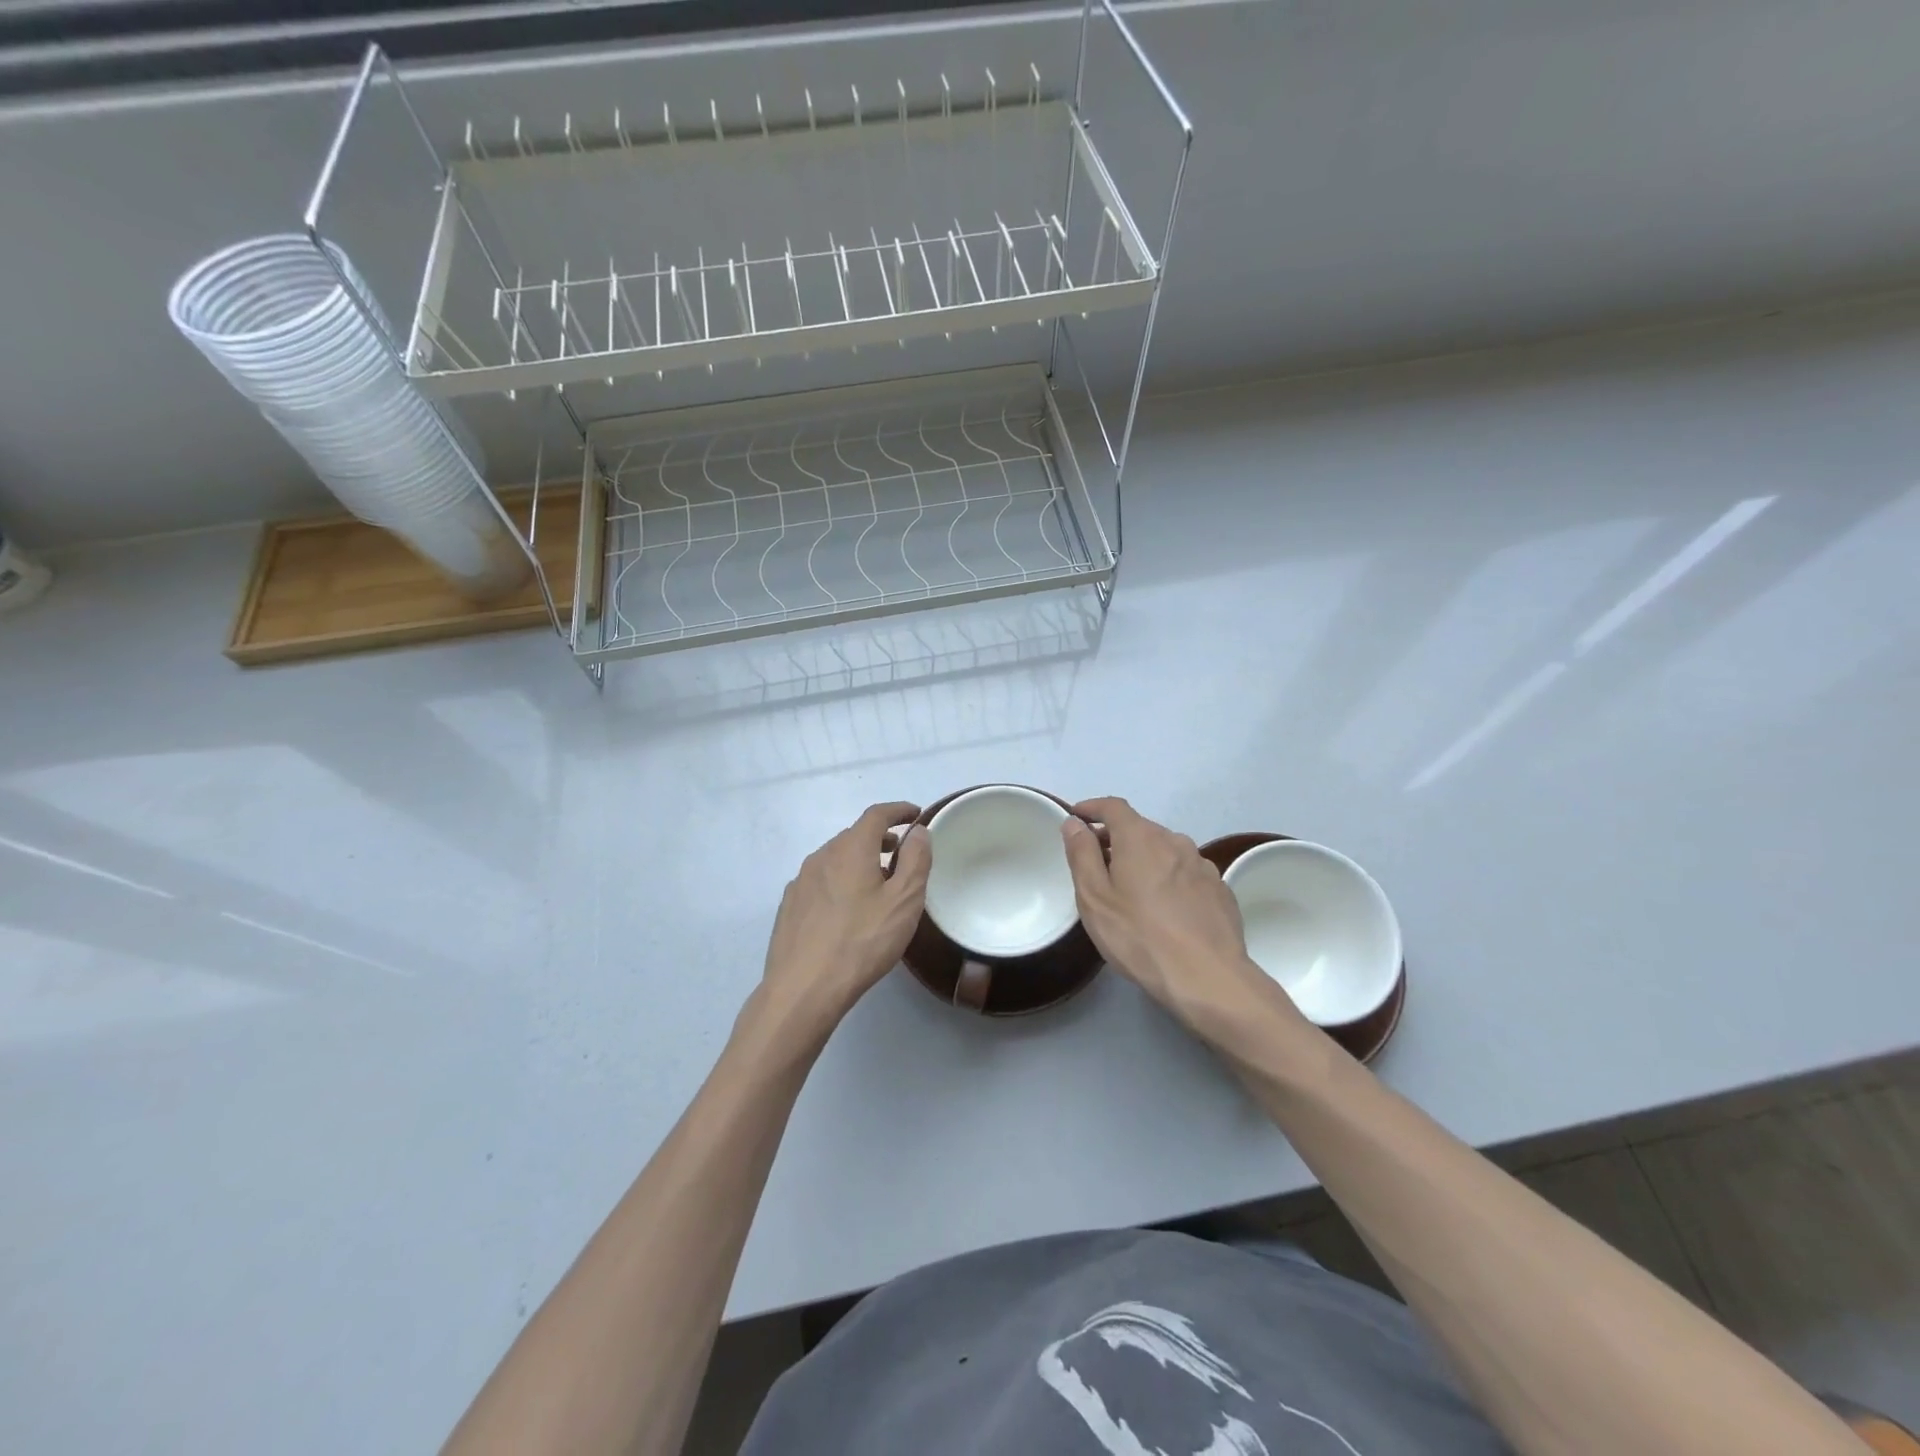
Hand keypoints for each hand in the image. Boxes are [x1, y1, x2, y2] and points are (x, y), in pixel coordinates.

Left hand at [754, 801, 929, 1040]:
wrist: (803, 988)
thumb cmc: (862, 941)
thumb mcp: (904, 901)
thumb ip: (915, 860)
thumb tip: (918, 831)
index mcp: (850, 849)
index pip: (876, 815)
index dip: (898, 810)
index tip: (915, 814)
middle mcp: (822, 856)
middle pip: (854, 835)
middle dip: (880, 838)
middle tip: (902, 854)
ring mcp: (801, 881)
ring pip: (836, 859)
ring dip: (860, 861)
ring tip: (878, 883)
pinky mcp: (790, 906)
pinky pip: (821, 881)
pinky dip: (840, 881)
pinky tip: (848, 909)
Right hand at [1061, 797, 1297, 1037]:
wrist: (1207, 977)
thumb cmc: (1139, 936)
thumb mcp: (1094, 897)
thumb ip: (1082, 854)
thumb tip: (1074, 823)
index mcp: (1140, 837)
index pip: (1113, 806)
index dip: (1092, 808)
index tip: (1077, 816)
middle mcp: (1174, 840)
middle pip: (1140, 828)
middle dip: (1116, 838)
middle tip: (1097, 862)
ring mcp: (1201, 864)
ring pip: (1165, 851)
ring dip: (1144, 859)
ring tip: (1131, 889)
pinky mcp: (1219, 888)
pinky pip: (1186, 872)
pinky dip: (1169, 878)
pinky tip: (1165, 907)